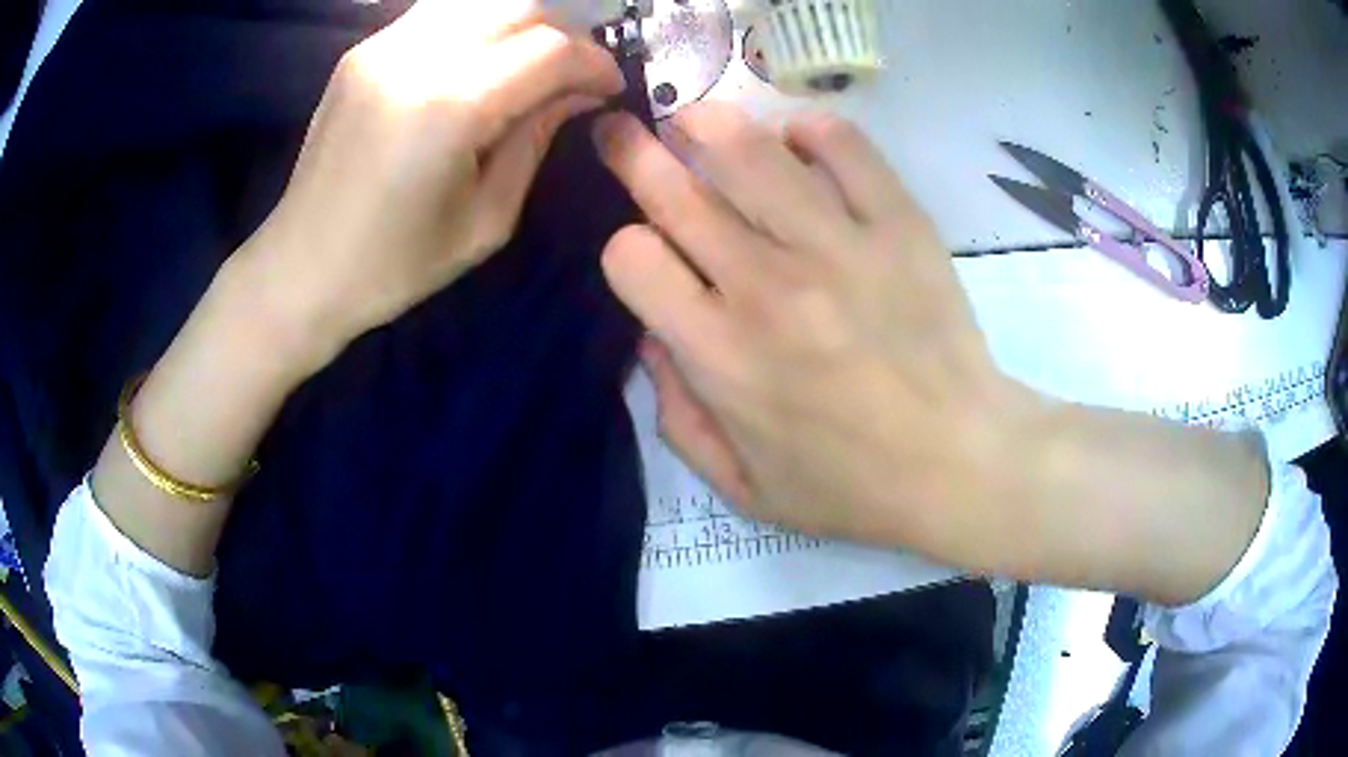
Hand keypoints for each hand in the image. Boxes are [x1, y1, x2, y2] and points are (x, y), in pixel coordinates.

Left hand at [239, 0, 624, 365]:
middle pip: (520, 7)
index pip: (550, 50)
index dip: (594, 63)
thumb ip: (538, 140)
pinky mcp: (363, 50)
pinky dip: (476, 25)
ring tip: (530, 62)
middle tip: (572, 74)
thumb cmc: (393, 265)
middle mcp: (417, 57)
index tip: (609, 88)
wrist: (300, 268)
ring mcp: (383, 46)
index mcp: (450, 107)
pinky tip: (480, 59)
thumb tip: (581, 93)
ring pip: (480, 1)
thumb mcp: (486, 220)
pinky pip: (439, 14)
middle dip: (564, 34)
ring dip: (520, 23)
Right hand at [593, 104, 1033, 557]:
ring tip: (694, 118)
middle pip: (674, 188)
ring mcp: (838, 245)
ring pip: (747, 149)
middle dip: (631, 151)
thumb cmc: (852, 486)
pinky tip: (797, 139)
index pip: (632, 257)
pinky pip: (844, 145)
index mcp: (721, 355)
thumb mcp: (744, 488)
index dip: (627, 248)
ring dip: (705, 122)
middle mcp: (767, 285)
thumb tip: (650, 338)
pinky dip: (810, 129)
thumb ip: (677, 416)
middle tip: (618, 131)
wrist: (962, 463)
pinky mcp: (899, 223)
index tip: (649, 255)